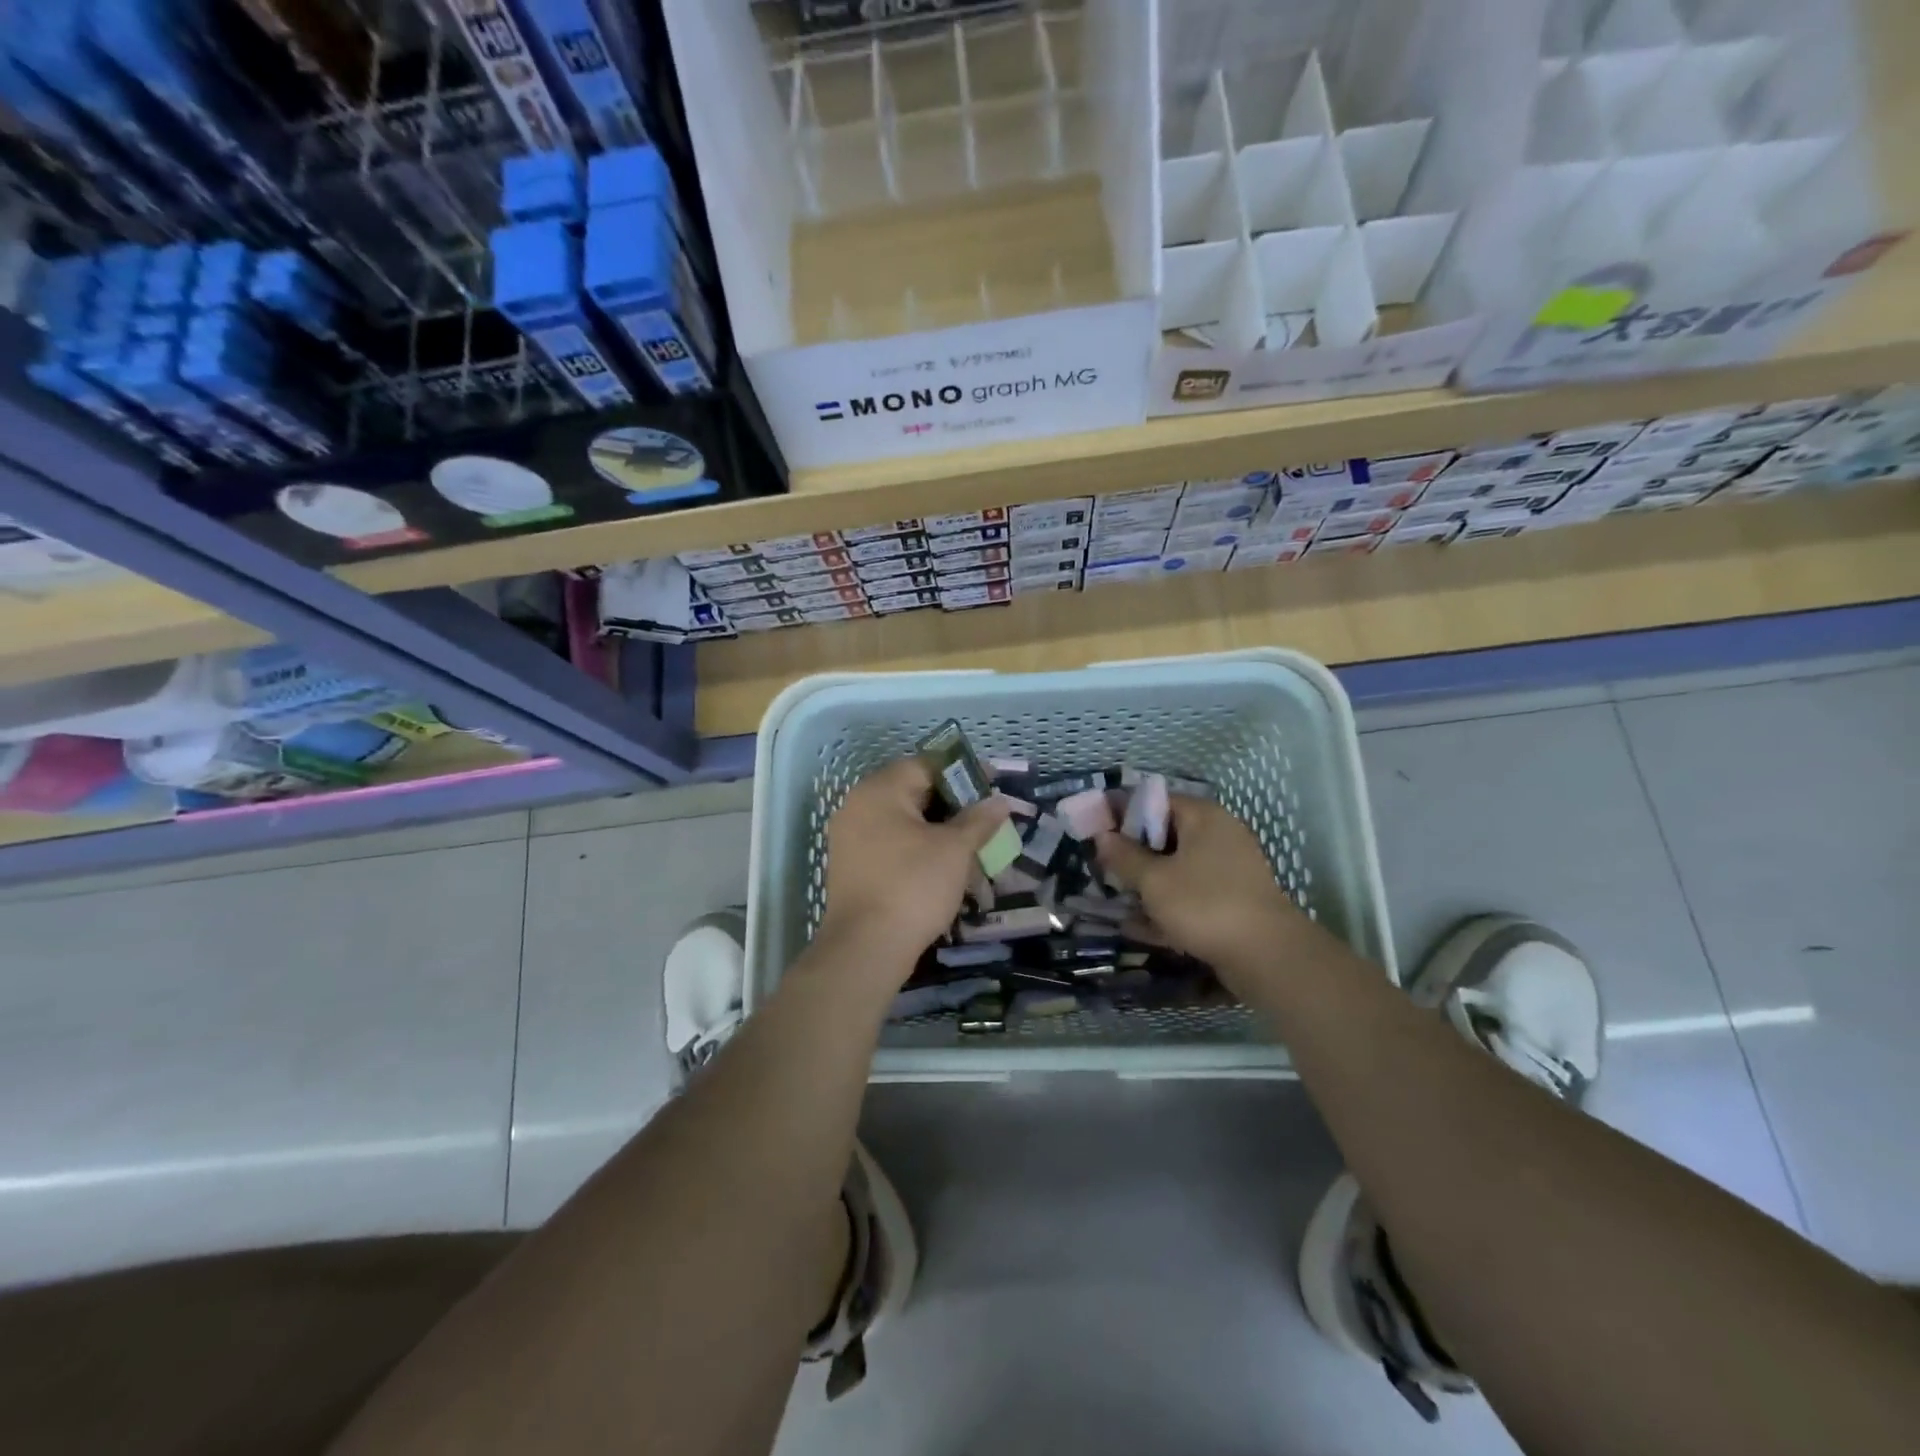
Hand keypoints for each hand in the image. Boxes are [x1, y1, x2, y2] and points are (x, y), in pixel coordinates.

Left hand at [816, 756, 1012, 983]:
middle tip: (985, 818)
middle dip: (952, 803)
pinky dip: (917, 847)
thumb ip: (979, 819)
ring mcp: (850, 838)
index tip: (991, 786)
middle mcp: (858, 806)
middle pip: (912, 791)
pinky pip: (890, 844)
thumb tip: (999, 801)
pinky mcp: (852, 867)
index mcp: (880, 790)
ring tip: (969, 844)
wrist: (866, 948)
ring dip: (936, 828)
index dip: (963, 773)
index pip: (926, 765)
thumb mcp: (955, 849)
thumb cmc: (913, 886)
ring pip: (903, 820)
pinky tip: (942, 866)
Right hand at [1095, 796, 1306, 970]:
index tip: (1096, 832)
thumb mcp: (1153, 880)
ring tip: (1115, 900)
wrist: (1267, 957)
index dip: (1122, 814)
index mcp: (1203, 817)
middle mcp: (1219, 836)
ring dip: (1147, 883)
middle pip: (1166, 835)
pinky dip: (1167, 906)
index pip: (1155, 801)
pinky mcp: (1232, 901)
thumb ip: (1124, 856)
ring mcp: (1229, 870)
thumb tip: (1102, 836)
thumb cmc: (1204, 905)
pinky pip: (1191, 895)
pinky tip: (1138, 927)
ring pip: (1177, 868)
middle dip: (1133, 853)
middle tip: (1103, 869)